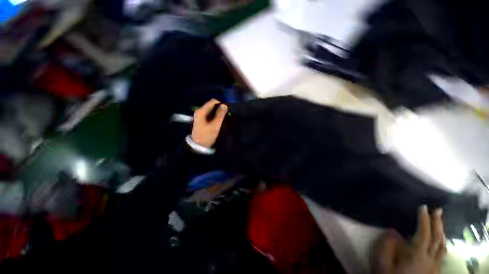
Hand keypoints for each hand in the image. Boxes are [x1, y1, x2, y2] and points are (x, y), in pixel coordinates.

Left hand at [191, 99, 227, 147]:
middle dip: (221, 107)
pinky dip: (217, 115)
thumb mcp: (215, 125)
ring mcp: (201, 115)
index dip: (221, 102)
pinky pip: (211, 114)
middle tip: (228, 112)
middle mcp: (200, 111)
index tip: (229, 106)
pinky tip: (221, 118)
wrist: (198, 145)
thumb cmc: (207, 135)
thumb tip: (225, 105)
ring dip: (219, 111)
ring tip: (227, 115)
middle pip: (212, 105)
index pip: (213, 101)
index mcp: (202, 111)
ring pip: (212, 109)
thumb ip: (220, 115)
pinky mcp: (203, 119)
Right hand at [373, 206, 446, 273]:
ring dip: (442, 232)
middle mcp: (430, 260)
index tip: (423, 207)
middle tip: (437, 210)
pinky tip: (441, 242)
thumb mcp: (382, 262)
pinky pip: (442, 255)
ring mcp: (434, 267)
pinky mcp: (434, 272)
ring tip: (440, 222)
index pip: (423, 234)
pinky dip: (442, 245)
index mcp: (417, 256)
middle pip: (437, 239)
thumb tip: (392, 231)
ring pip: (442, 247)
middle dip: (437, 223)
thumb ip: (387, 245)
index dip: (424, 219)